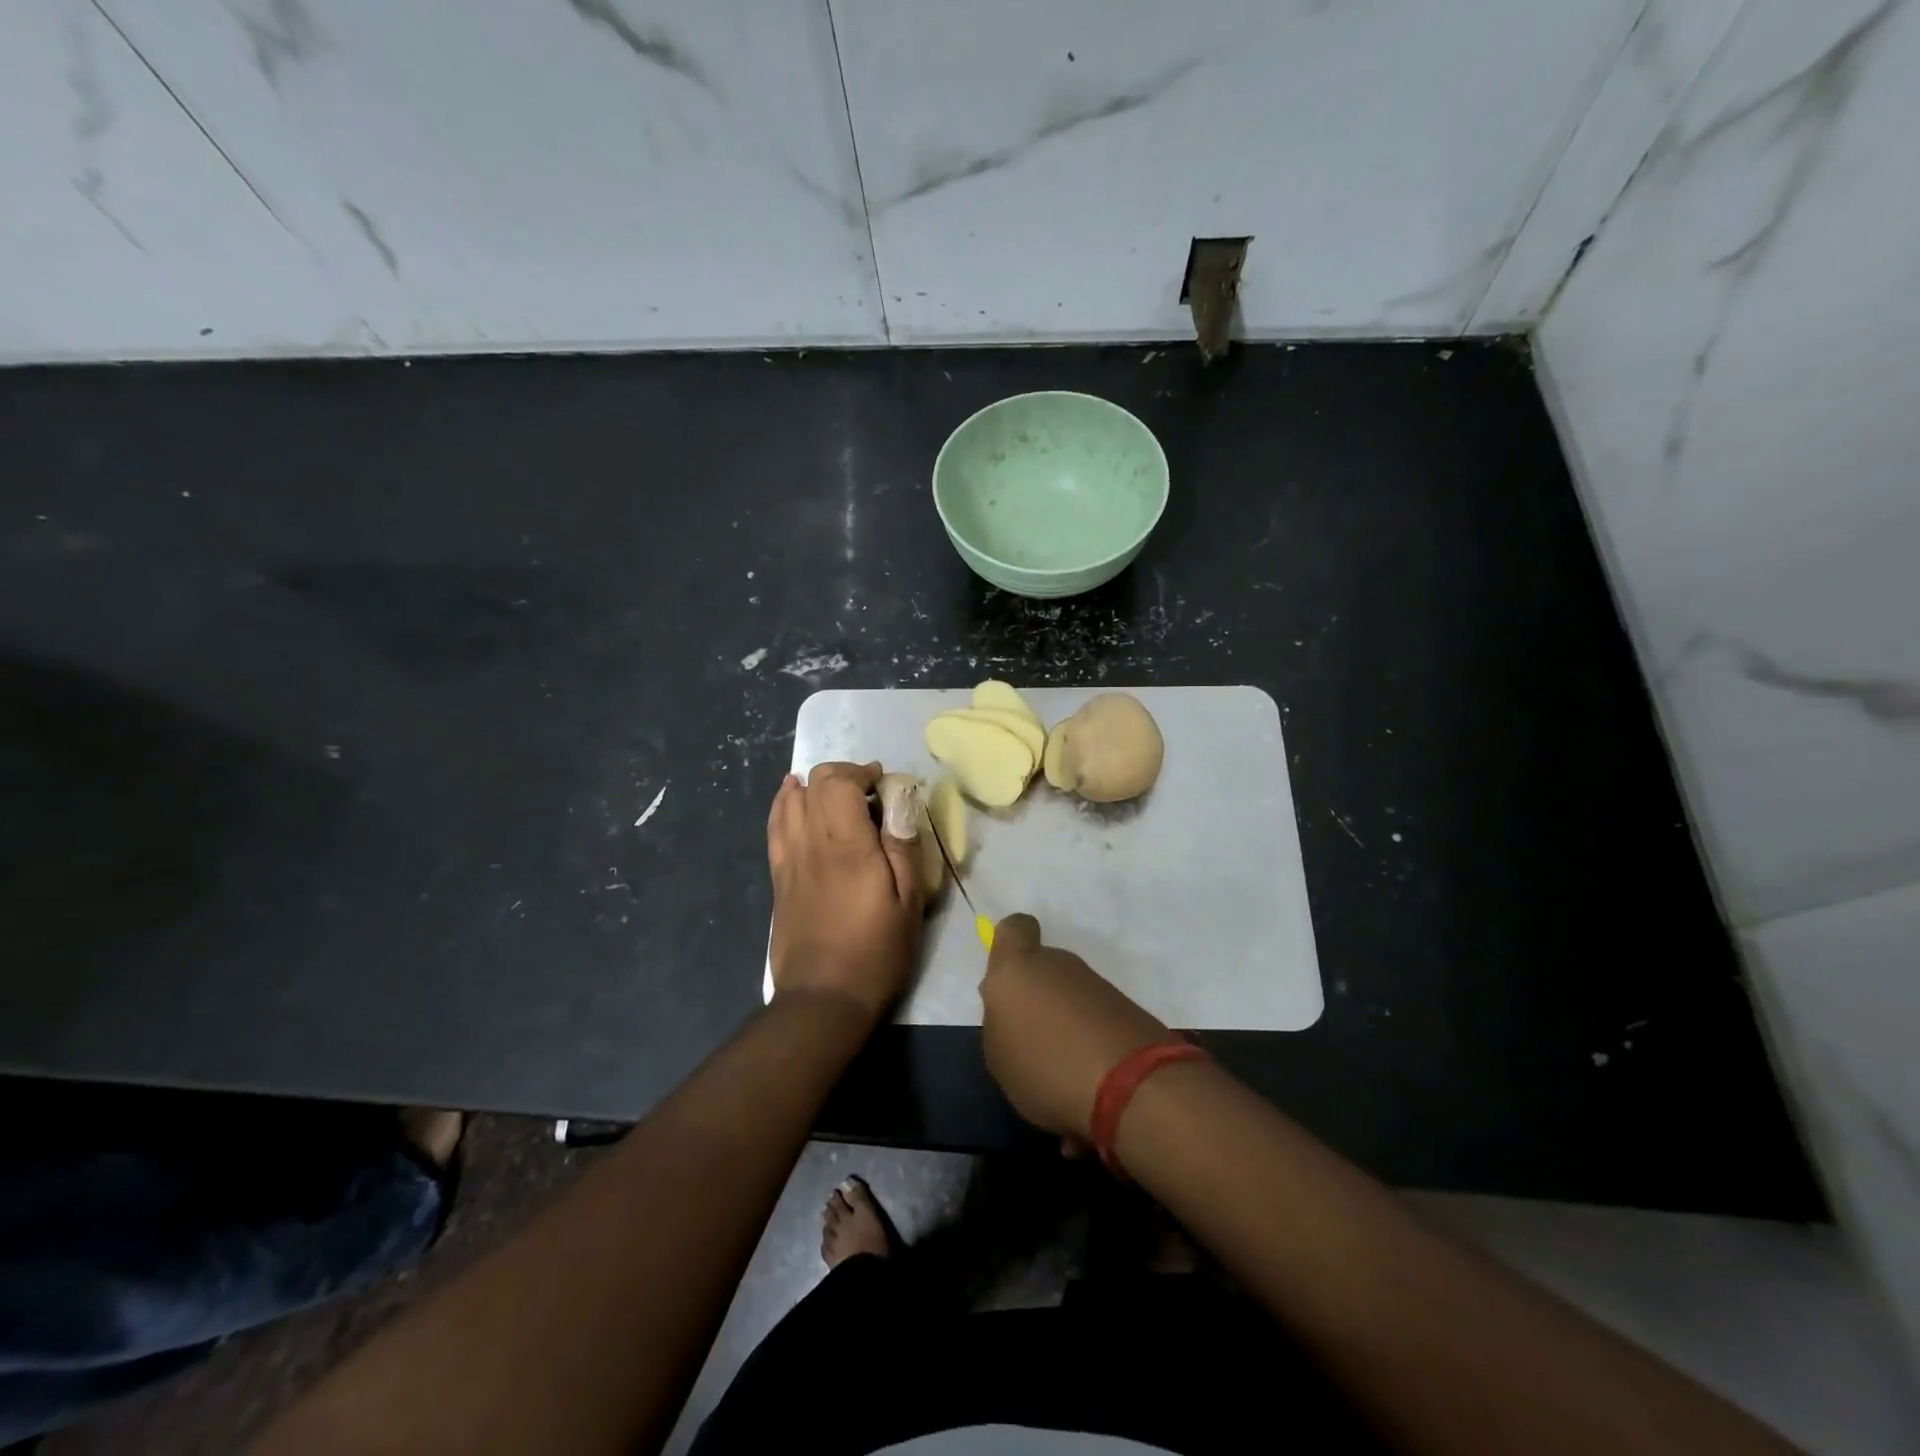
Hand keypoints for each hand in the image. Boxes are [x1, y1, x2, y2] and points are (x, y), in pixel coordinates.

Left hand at [767, 761, 923, 1021]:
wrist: (823, 997)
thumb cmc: (876, 950)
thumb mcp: (909, 900)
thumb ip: (904, 844)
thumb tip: (900, 798)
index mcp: (846, 844)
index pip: (839, 781)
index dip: (861, 771)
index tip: (882, 782)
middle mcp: (810, 842)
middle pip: (814, 783)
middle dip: (842, 775)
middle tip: (868, 793)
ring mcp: (788, 859)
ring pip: (789, 800)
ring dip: (813, 787)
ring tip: (834, 794)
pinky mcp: (778, 877)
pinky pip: (774, 826)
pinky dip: (784, 805)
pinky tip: (793, 801)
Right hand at [979, 914, 1169, 1140]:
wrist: (1131, 1085)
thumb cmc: (1045, 1065)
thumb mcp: (998, 1055)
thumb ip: (999, 1022)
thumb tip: (1011, 1004)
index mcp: (1018, 968)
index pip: (1014, 929)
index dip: (1009, 945)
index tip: (1008, 978)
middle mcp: (1059, 965)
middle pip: (1043, 970)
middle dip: (1037, 1000)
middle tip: (1030, 1043)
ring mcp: (1097, 986)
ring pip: (1070, 999)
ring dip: (1064, 1029)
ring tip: (1059, 1081)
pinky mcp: (1127, 1009)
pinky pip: (1095, 1024)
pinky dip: (1089, 1049)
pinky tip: (1087, 1094)